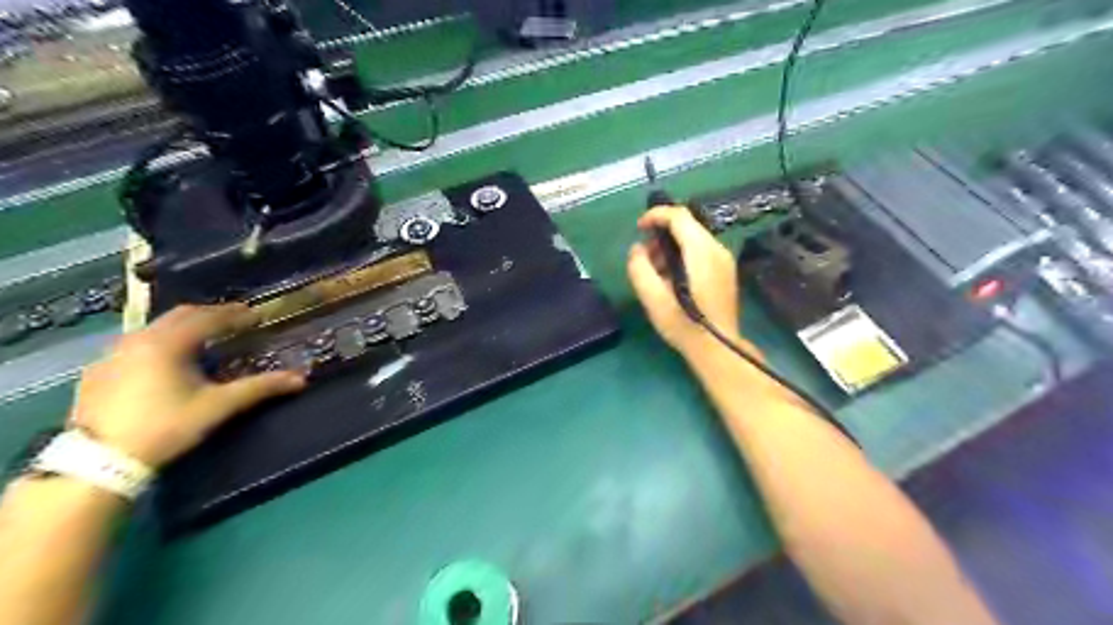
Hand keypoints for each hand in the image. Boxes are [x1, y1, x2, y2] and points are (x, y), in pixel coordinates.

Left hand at [69, 303, 304, 467]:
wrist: (99, 461)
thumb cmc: (166, 426)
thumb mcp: (218, 406)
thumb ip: (259, 388)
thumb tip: (300, 379)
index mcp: (169, 343)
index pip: (209, 318)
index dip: (236, 315)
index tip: (257, 316)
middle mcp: (138, 340)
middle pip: (180, 315)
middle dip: (211, 314)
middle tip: (235, 320)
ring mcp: (113, 354)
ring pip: (155, 328)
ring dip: (183, 327)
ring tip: (204, 336)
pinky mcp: (97, 372)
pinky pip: (134, 344)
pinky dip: (159, 342)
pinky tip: (164, 359)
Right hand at [624, 206, 755, 357]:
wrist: (717, 348)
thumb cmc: (683, 324)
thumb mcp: (652, 299)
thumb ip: (639, 268)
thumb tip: (637, 249)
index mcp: (701, 252)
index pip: (679, 216)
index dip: (655, 215)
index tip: (638, 227)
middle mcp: (717, 249)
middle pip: (687, 224)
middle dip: (662, 232)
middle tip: (645, 254)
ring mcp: (724, 260)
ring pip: (694, 237)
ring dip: (671, 245)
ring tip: (656, 270)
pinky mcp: (726, 271)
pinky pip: (701, 250)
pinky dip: (683, 254)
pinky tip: (672, 277)